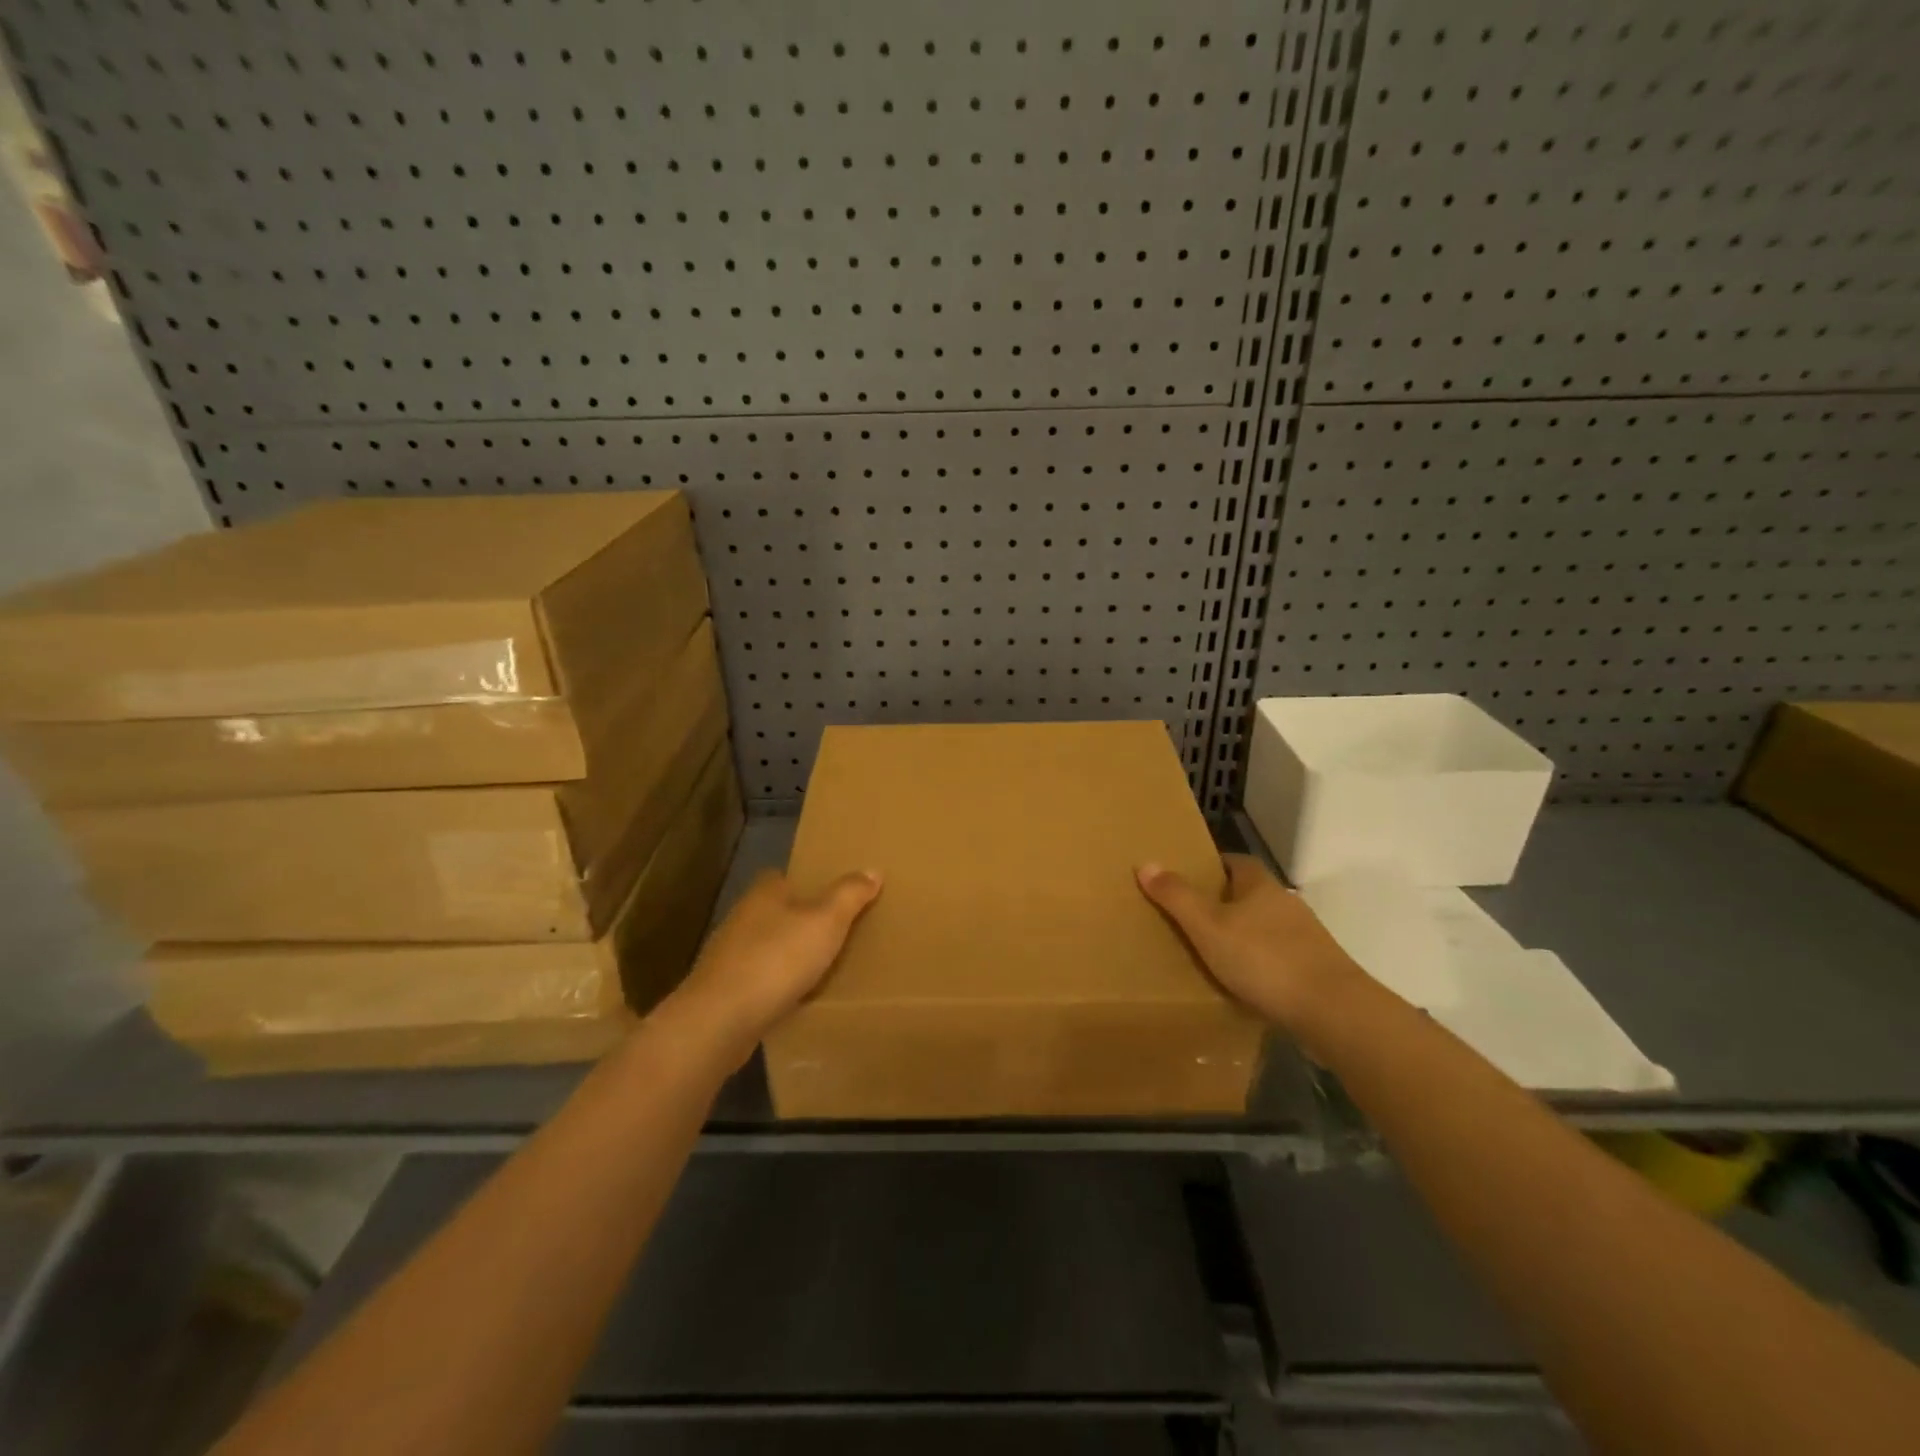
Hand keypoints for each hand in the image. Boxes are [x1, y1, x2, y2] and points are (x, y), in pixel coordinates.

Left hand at [666, 868, 881, 1062]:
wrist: (720, 1020)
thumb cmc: (777, 959)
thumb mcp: (826, 921)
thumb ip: (850, 895)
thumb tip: (873, 869)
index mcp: (764, 893)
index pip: (782, 876)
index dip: (806, 883)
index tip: (830, 895)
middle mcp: (742, 917)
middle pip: (775, 911)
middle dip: (798, 920)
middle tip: (834, 932)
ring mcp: (728, 955)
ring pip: (765, 946)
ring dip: (786, 954)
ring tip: (820, 967)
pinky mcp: (724, 990)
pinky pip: (757, 979)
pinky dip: (774, 984)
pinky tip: (794, 998)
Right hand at [1136, 854, 1361, 1033]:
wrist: (1333, 1011)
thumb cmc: (1264, 960)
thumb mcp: (1208, 927)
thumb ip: (1177, 897)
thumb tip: (1146, 862)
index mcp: (1260, 885)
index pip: (1234, 862)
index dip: (1210, 867)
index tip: (1186, 879)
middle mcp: (1286, 903)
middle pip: (1249, 894)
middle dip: (1223, 902)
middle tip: (1189, 918)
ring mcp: (1305, 937)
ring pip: (1264, 927)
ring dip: (1242, 935)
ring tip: (1211, 954)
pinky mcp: (1316, 969)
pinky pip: (1278, 957)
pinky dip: (1259, 964)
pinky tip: (1244, 983)